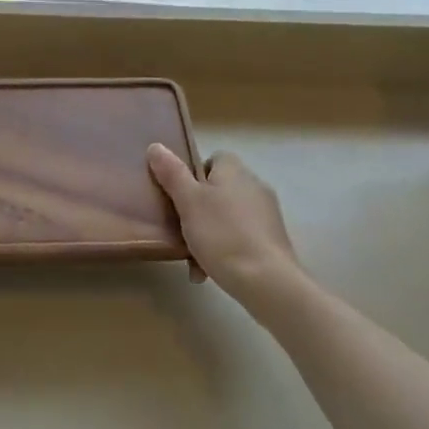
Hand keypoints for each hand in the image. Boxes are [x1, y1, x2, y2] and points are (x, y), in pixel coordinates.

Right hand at [147, 145, 302, 306]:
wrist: (267, 282)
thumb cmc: (222, 235)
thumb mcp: (188, 202)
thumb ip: (171, 173)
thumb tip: (156, 146)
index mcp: (234, 170)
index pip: (213, 159)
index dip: (193, 174)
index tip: (180, 196)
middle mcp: (254, 185)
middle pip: (218, 189)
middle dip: (198, 209)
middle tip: (180, 229)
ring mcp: (267, 213)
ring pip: (227, 216)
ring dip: (209, 233)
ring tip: (193, 259)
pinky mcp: (273, 240)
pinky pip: (241, 237)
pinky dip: (226, 249)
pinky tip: (211, 271)